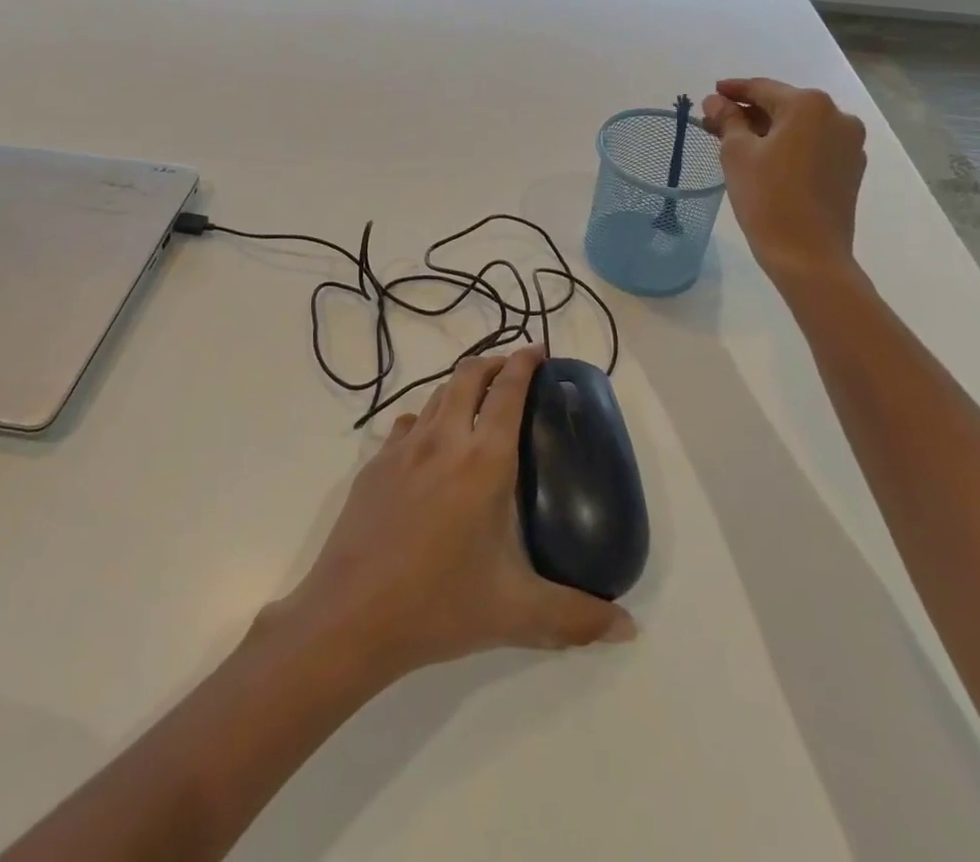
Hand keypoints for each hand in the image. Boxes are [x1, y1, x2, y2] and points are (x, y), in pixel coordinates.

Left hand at [271, 346, 634, 684]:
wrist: (351, 615)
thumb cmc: (440, 605)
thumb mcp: (517, 614)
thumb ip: (577, 617)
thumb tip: (629, 629)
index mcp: (483, 460)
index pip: (508, 391)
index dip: (525, 363)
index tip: (539, 350)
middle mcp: (443, 439)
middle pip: (469, 375)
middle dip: (494, 362)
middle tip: (514, 371)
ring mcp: (403, 448)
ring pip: (437, 394)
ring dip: (461, 386)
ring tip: (478, 402)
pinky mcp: (374, 464)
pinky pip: (409, 424)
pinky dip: (429, 418)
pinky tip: (432, 444)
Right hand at [701, 76, 866, 280]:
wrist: (808, 254)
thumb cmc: (767, 196)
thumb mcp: (736, 153)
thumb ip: (727, 119)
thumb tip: (716, 101)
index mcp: (809, 105)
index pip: (762, 88)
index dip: (733, 90)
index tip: (711, 94)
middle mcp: (837, 116)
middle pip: (783, 105)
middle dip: (749, 112)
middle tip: (716, 122)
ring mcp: (849, 144)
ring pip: (800, 127)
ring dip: (769, 129)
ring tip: (737, 142)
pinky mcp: (851, 169)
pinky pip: (813, 146)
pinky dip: (789, 146)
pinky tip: (766, 160)